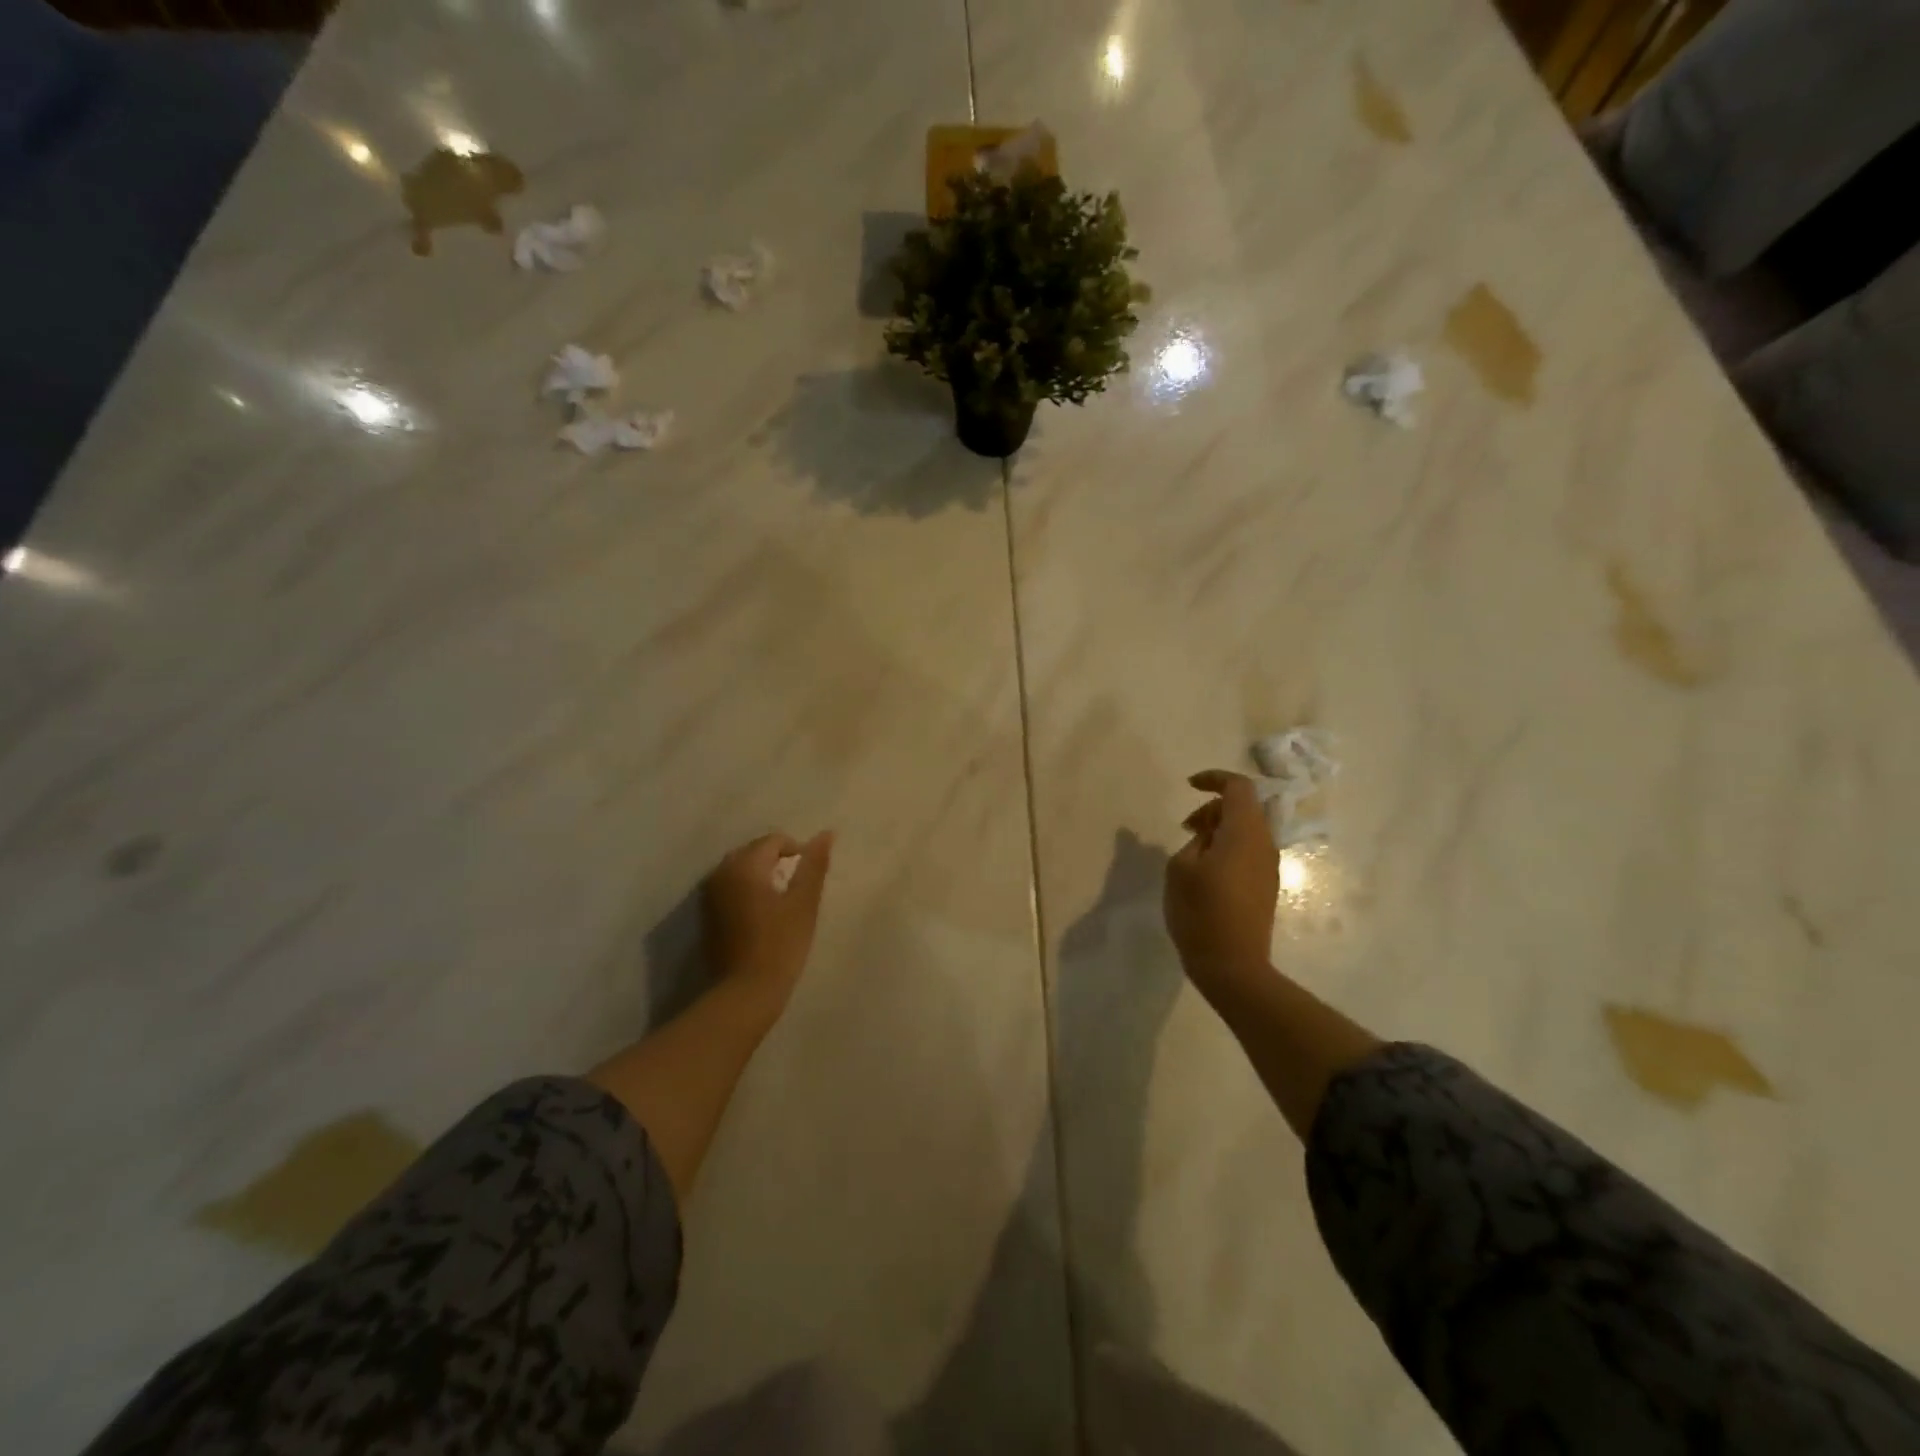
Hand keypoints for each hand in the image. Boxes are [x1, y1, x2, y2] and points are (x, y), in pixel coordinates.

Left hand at [704, 830, 833, 1015]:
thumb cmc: (781, 944)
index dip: (797, 852)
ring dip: (761, 877)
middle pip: (754, 852)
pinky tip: (761, 916)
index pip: (774, 841)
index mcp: (744, 865)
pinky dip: (747, 892)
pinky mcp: (706, 915)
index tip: (809, 879)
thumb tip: (826, 833)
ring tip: (781, 902)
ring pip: (740, 870)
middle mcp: (721, 873)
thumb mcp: (804, 902)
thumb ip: (814, 865)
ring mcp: (709, 894)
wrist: (745, 992)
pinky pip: (730, 888)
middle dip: (777, 862)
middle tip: (797, 889)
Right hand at [1164, 771, 1276, 1005]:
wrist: (1233, 965)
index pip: (1239, 787)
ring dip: (1220, 829)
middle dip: (1213, 808)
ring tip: (1192, 849)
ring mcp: (1268, 866)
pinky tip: (1206, 870)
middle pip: (1245, 807)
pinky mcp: (1266, 885)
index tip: (1189, 786)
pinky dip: (1228, 847)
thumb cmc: (1201, 912)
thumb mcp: (1181, 867)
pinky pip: (1248, 851)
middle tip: (1185, 827)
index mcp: (1244, 832)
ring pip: (1247, 830)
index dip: (1214, 779)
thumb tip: (1205, 835)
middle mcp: (1264, 843)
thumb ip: (1195, 840)